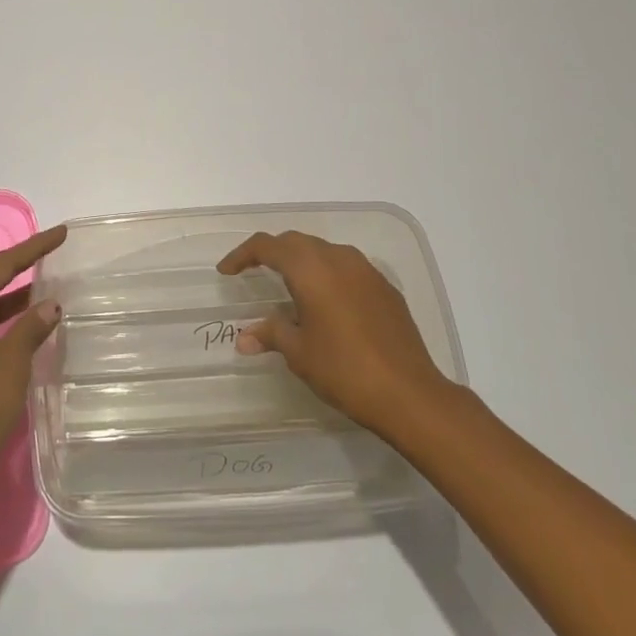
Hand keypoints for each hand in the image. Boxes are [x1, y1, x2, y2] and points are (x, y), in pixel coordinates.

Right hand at [217, 230, 459, 440]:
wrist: (409, 393)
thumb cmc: (344, 370)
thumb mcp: (299, 353)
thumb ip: (271, 334)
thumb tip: (245, 338)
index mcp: (311, 269)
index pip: (268, 246)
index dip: (243, 254)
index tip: (227, 271)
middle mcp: (339, 259)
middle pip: (297, 242)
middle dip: (271, 252)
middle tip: (252, 272)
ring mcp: (367, 271)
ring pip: (324, 251)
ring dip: (302, 260)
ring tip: (288, 285)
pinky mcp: (385, 288)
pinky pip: (347, 267)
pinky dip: (327, 274)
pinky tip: (325, 302)